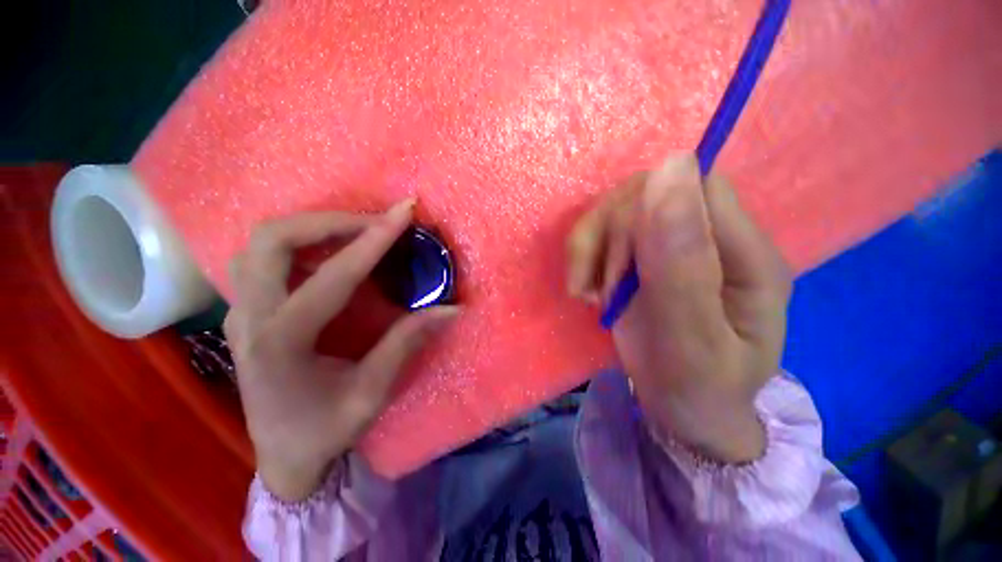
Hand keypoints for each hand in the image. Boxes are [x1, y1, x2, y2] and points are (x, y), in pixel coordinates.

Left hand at [225, 200, 458, 500]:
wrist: (282, 456)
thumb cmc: (324, 430)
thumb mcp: (372, 392)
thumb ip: (407, 343)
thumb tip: (451, 309)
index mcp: (282, 342)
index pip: (335, 275)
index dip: (374, 240)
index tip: (404, 213)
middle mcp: (251, 318)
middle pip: (273, 239)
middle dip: (330, 221)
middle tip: (374, 222)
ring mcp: (239, 312)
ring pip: (260, 243)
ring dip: (311, 228)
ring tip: (354, 232)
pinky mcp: (244, 313)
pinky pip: (260, 259)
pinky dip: (297, 244)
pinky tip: (326, 254)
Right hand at [567, 154, 790, 462]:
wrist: (681, 411)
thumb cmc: (697, 388)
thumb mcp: (691, 339)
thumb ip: (682, 262)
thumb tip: (670, 169)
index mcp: (746, 252)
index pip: (698, 187)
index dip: (651, 213)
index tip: (625, 269)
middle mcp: (709, 237)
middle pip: (646, 192)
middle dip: (613, 240)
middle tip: (607, 292)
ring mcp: (668, 245)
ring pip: (615, 209)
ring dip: (590, 249)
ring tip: (591, 293)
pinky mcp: (637, 257)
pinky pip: (597, 232)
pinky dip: (581, 256)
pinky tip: (586, 289)